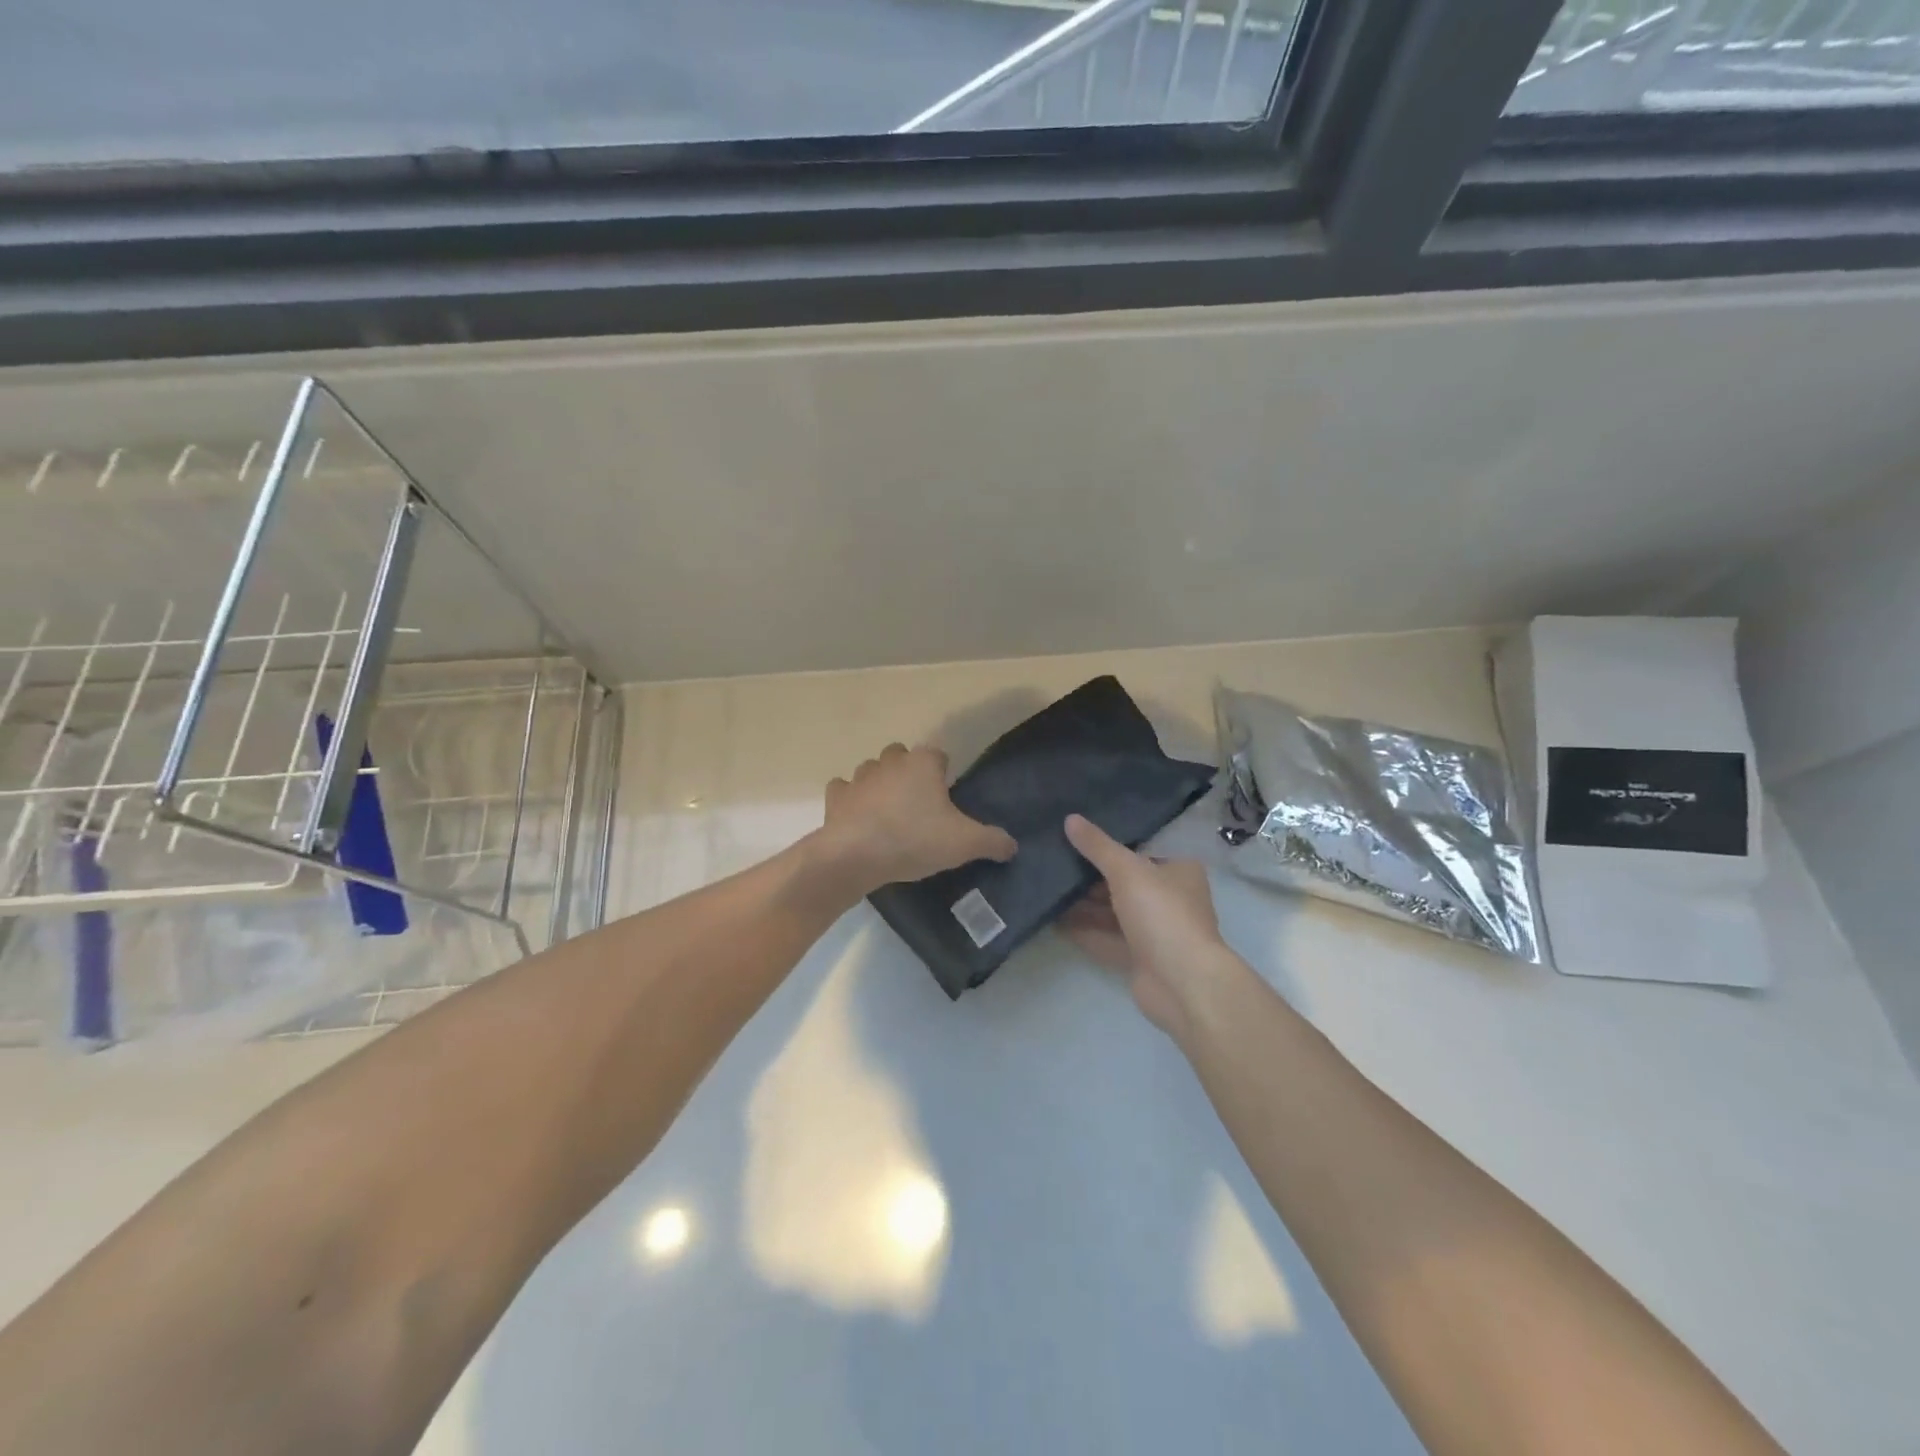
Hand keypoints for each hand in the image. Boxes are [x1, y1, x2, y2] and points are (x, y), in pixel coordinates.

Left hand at [817, 744, 1016, 895]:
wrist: (856, 856)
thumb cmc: (914, 840)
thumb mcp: (964, 844)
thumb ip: (992, 841)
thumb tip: (1012, 845)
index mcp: (922, 764)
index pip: (938, 755)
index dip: (944, 773)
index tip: (947, 797)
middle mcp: (890, 762)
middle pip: (902, 756)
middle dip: (909, 772)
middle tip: (919, 805)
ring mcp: (859, 777)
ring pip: (872, 770)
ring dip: (880, 784)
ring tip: (889, 813)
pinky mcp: (836, 797)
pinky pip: (844, 790)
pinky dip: (851, 799)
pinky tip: (858, 817)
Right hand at [1060, 814, 1233, 1038]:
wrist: (1182, 984)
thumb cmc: (1162, 914)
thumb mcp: (1127, 870)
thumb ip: (1097, 846)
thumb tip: (1070, 819)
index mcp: (1178, 871)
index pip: (1142, 849)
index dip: (1110, 842)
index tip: (1076, 834)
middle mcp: (1169, 898)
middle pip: (1124, 881)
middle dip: (1090, 875)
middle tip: (1052, 859)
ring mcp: (1155, 931)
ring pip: (1113, 911)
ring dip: (1083, 904)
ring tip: (1046, 888)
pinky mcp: (1140, 958)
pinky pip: (1107, 938)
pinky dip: (1084, 930)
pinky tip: (1053, 920)